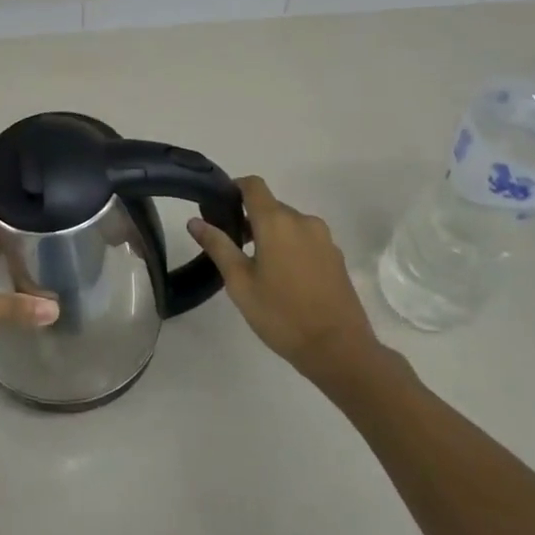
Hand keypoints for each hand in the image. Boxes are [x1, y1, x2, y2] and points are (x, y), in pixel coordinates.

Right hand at [189, 176, 388, 381]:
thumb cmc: (281, 314)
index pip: (253, 185)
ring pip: (289, 224)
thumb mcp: (240, 282)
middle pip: (271, 206)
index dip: (234, 188)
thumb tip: (195, 221)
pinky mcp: (336, 257)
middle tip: (233, 248)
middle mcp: (303, 221)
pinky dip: (291, 248)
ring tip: (258, 268)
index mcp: (277, 222)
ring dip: (271, 235)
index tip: (220, 207)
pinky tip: (285, 279)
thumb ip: (218, 246)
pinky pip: (307, 240)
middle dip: (250, 219)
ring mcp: (324, 239)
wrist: (339, 349)